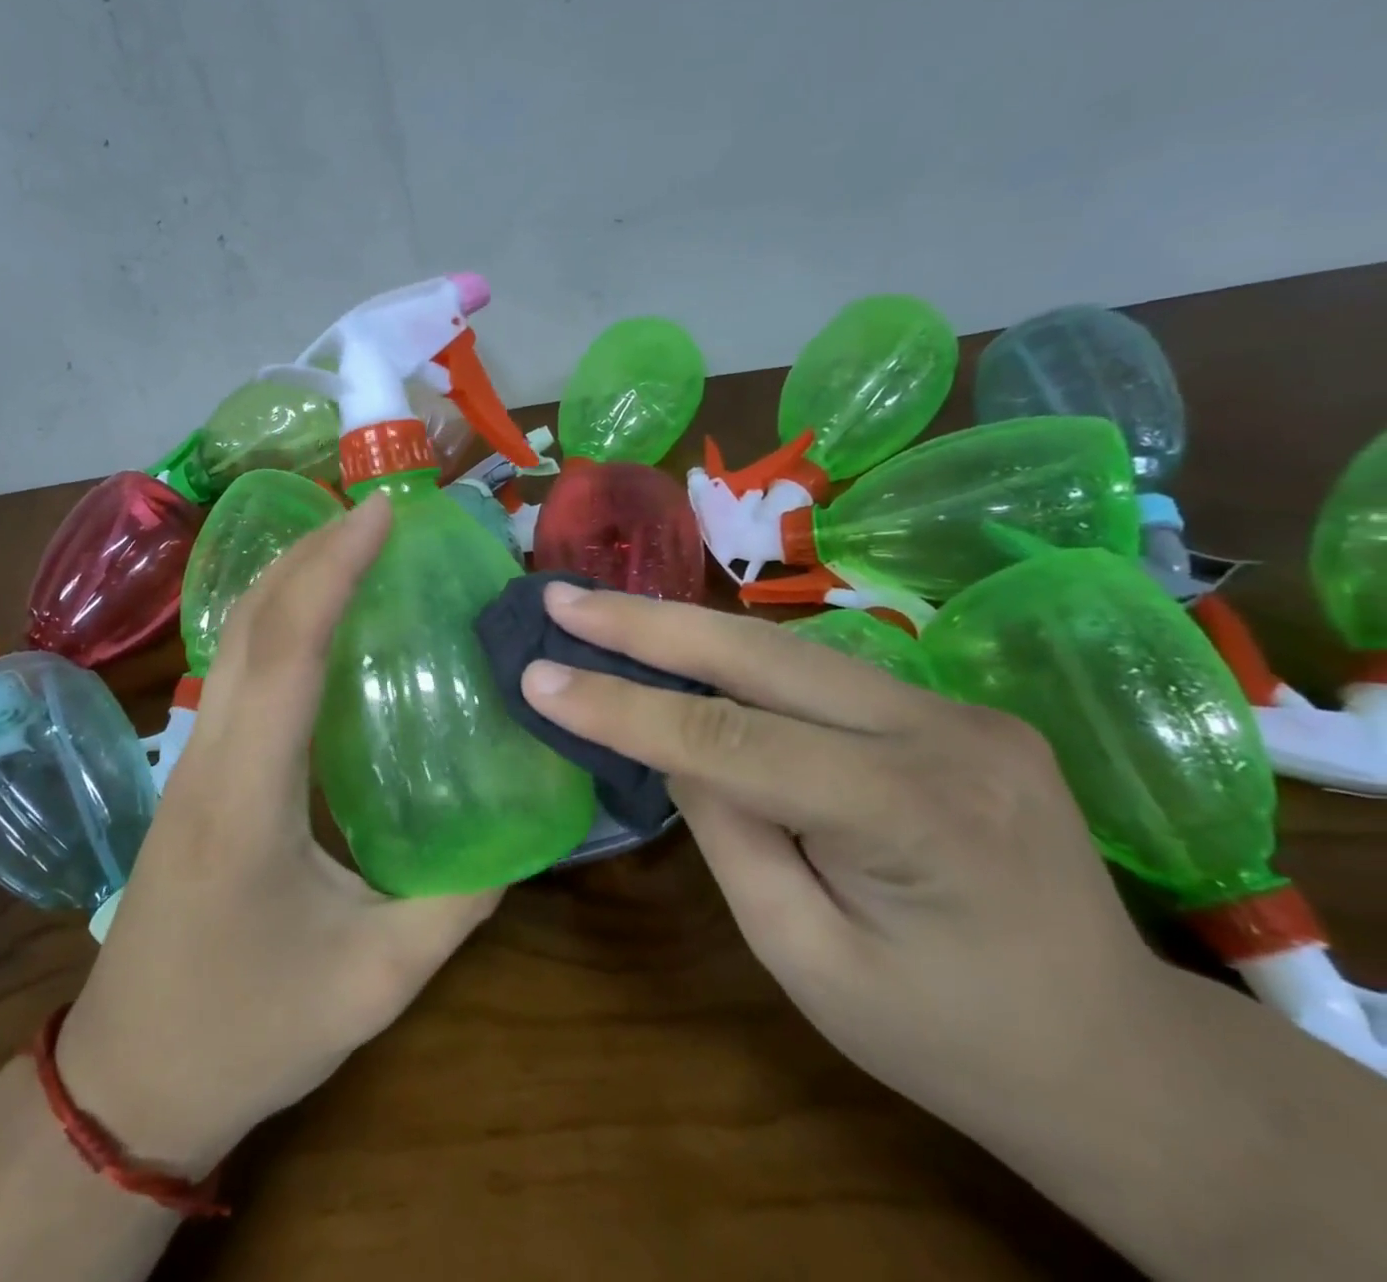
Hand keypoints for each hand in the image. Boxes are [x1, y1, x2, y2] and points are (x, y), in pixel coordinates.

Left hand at [57, 495, 498, 1174]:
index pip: (289, 648)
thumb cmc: (248, 1032)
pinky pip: (237, 669)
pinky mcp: (194, 771)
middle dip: (313, 551)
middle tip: (381, 515)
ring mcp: (191, 758)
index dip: (335, 569)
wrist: (128, 1082)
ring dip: (291, 577)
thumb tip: (521, 833)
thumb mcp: (376, 980)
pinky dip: (278, 620)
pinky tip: (322, 622)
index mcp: (248, 795)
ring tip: (356, 546)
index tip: (382, 514)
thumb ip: (458, 901)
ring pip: (235, 638)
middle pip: (252, 622)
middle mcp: (208, 755)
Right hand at [516, 584, 1172, 1144]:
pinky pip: (821, 674)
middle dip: (646, 623)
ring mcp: (958, 709)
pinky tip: (685, 648)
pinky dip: (739, 659)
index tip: (538, 677)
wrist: (1118, 1057)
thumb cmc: (946, 1038)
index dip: (623, 706)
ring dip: (687, 630)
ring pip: (789, 650)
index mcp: (914, 814)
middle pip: (761, 655)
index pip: (730, 738)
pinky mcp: (953, 709)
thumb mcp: (806, 957)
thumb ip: (728, 833)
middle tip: (561, 598)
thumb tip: (669, 741)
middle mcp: (945, 732)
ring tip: (603, 613)